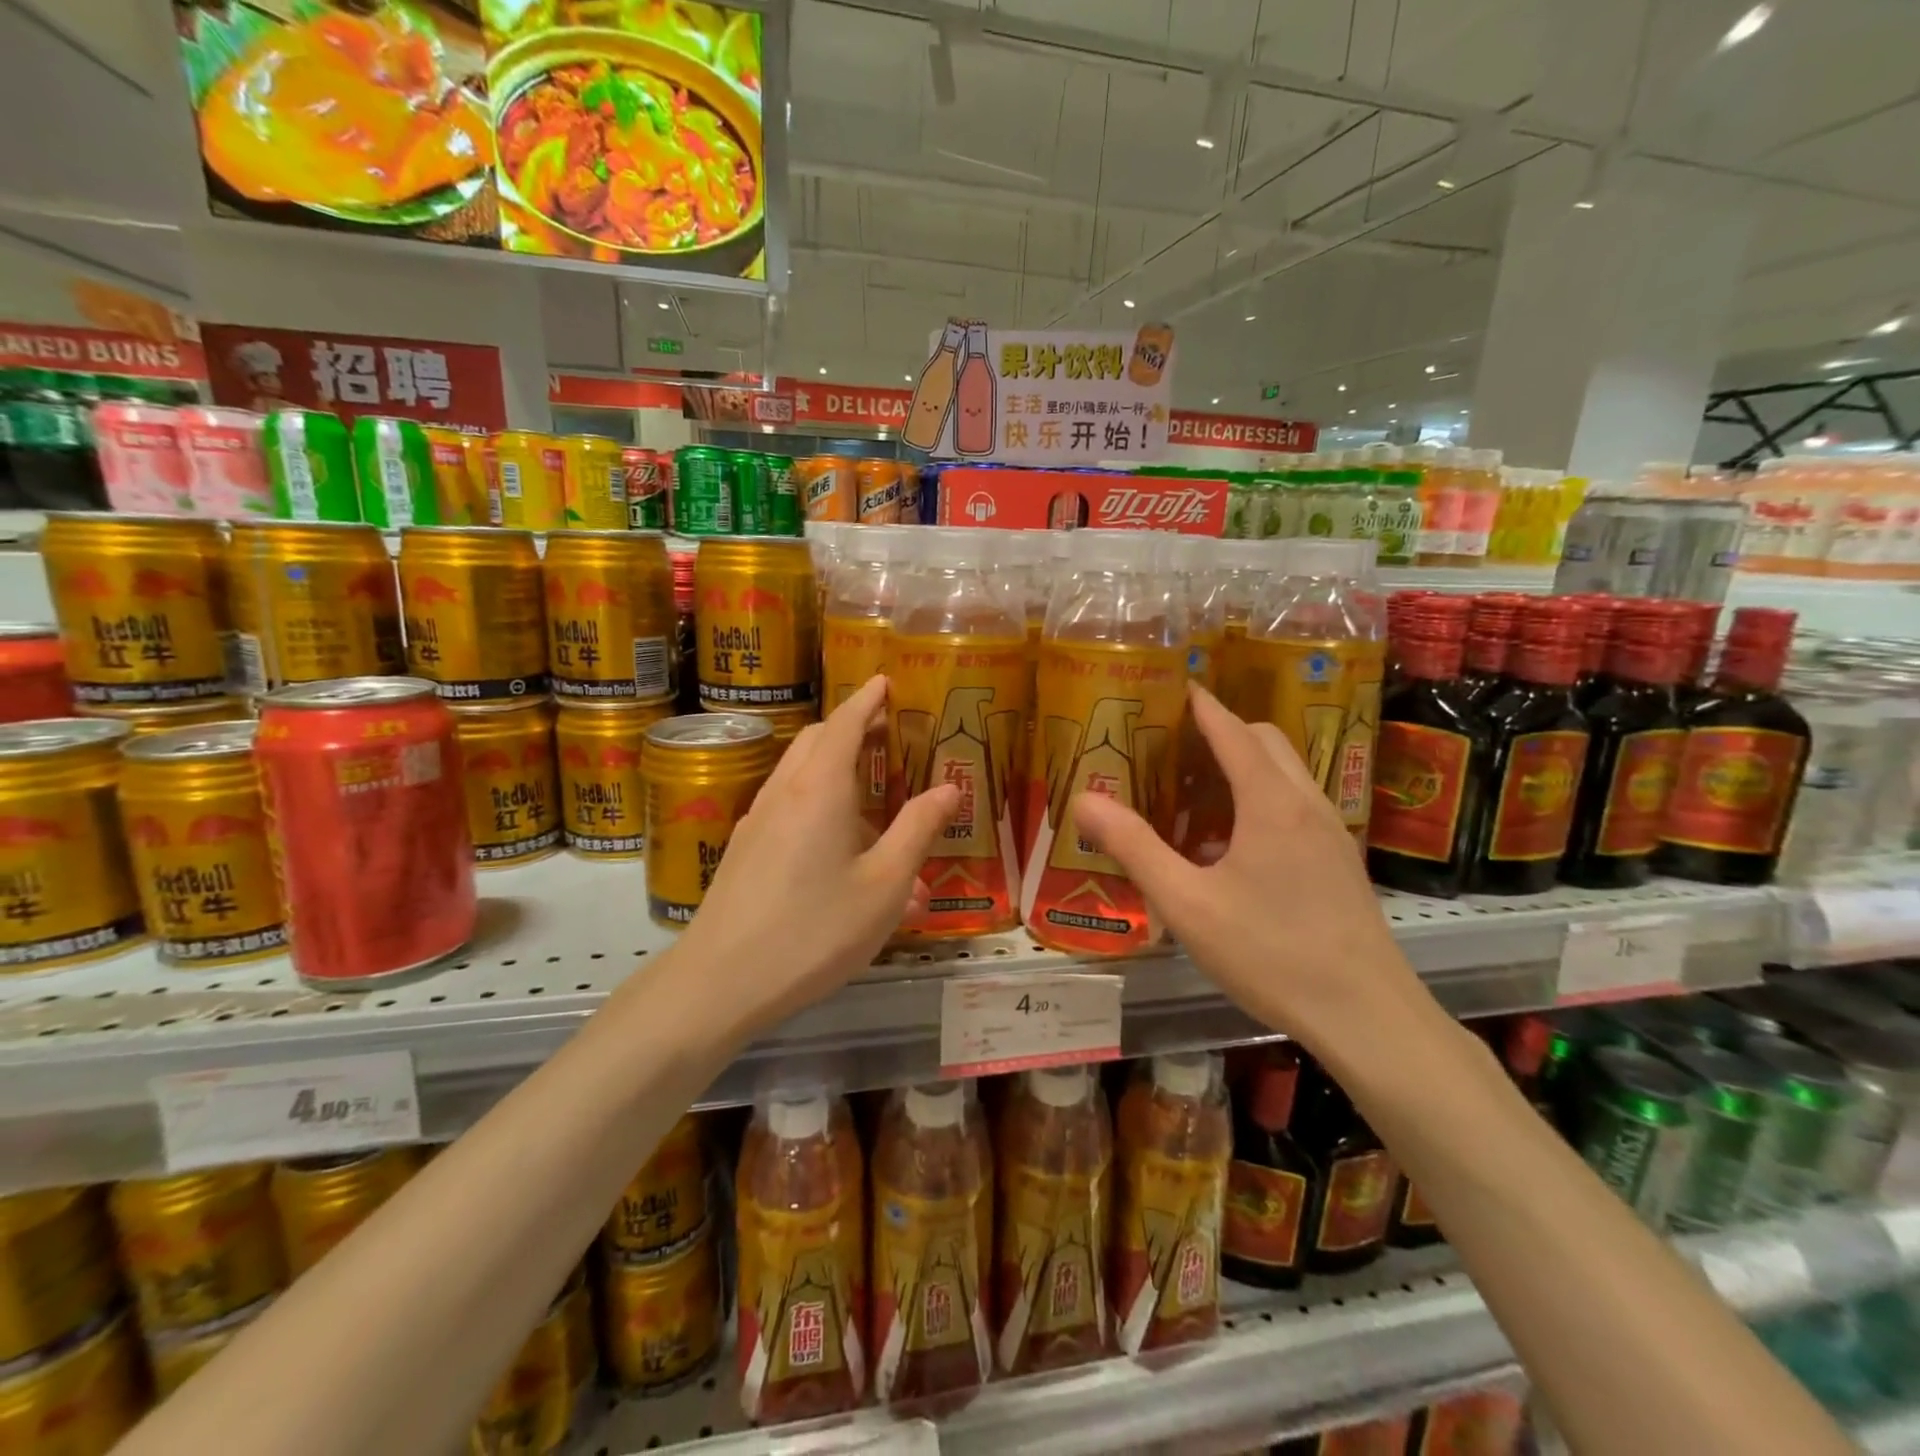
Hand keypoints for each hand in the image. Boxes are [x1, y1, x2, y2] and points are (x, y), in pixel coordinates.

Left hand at [669, 676, 959, 1034]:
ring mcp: (757, 821)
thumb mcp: (885, 884)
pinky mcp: (745, 850)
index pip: (845, 723)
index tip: (885, 681)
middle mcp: (784, 792)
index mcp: (820, 789)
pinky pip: (788, 808)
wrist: (720, 982)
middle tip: (888, 733)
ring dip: (835, 768)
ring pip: (799, 774)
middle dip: (852, 728)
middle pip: (817, 741)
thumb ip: (918, 829)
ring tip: (874, 796)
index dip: (867, 700)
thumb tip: (949, 787)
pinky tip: (841, 848)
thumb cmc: (815, 930)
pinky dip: (818, 803)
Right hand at [1074, 683, 1425, 1052]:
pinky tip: (1233, 845)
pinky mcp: (1341, 861)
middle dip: (1223, 730)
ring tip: (1197, 792)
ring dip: (1245, 765)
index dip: (1202, 706)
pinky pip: (1297, 805)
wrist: (1367, 1015)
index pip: (1233, 731)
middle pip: (1266, 742)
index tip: (1175, 687)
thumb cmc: (1271, 953)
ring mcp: (1332, 832)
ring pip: (1286, 773)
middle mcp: (1307, 803)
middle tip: (1175, 745)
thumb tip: (1085, 800)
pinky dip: (1263, 797)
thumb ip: (1135, 847)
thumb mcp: (1187, 904)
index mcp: (1271, 803)